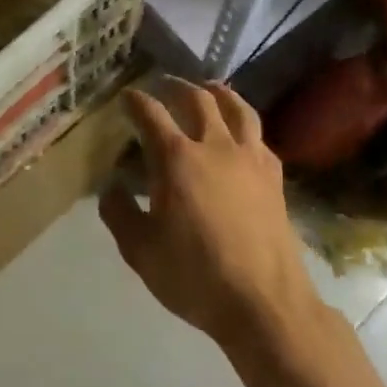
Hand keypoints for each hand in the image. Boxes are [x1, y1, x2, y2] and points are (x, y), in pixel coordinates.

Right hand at [100, 81, 320, 349]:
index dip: (135, 101)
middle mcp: (215, 147)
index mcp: (177, 159)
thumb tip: (112, 187)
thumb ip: (119, 213)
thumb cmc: (194, 275)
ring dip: (219, 93)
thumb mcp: (140, 250)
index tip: (126, 97)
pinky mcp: (274, 177)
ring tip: (209, 89)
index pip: (151, 114)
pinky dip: (244, 125)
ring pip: (237, 108)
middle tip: (163, 85)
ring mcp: (250, 159)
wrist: (263, 302)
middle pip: (197, 99)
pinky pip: (258, 137)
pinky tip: (241, 135)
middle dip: (176, 86)